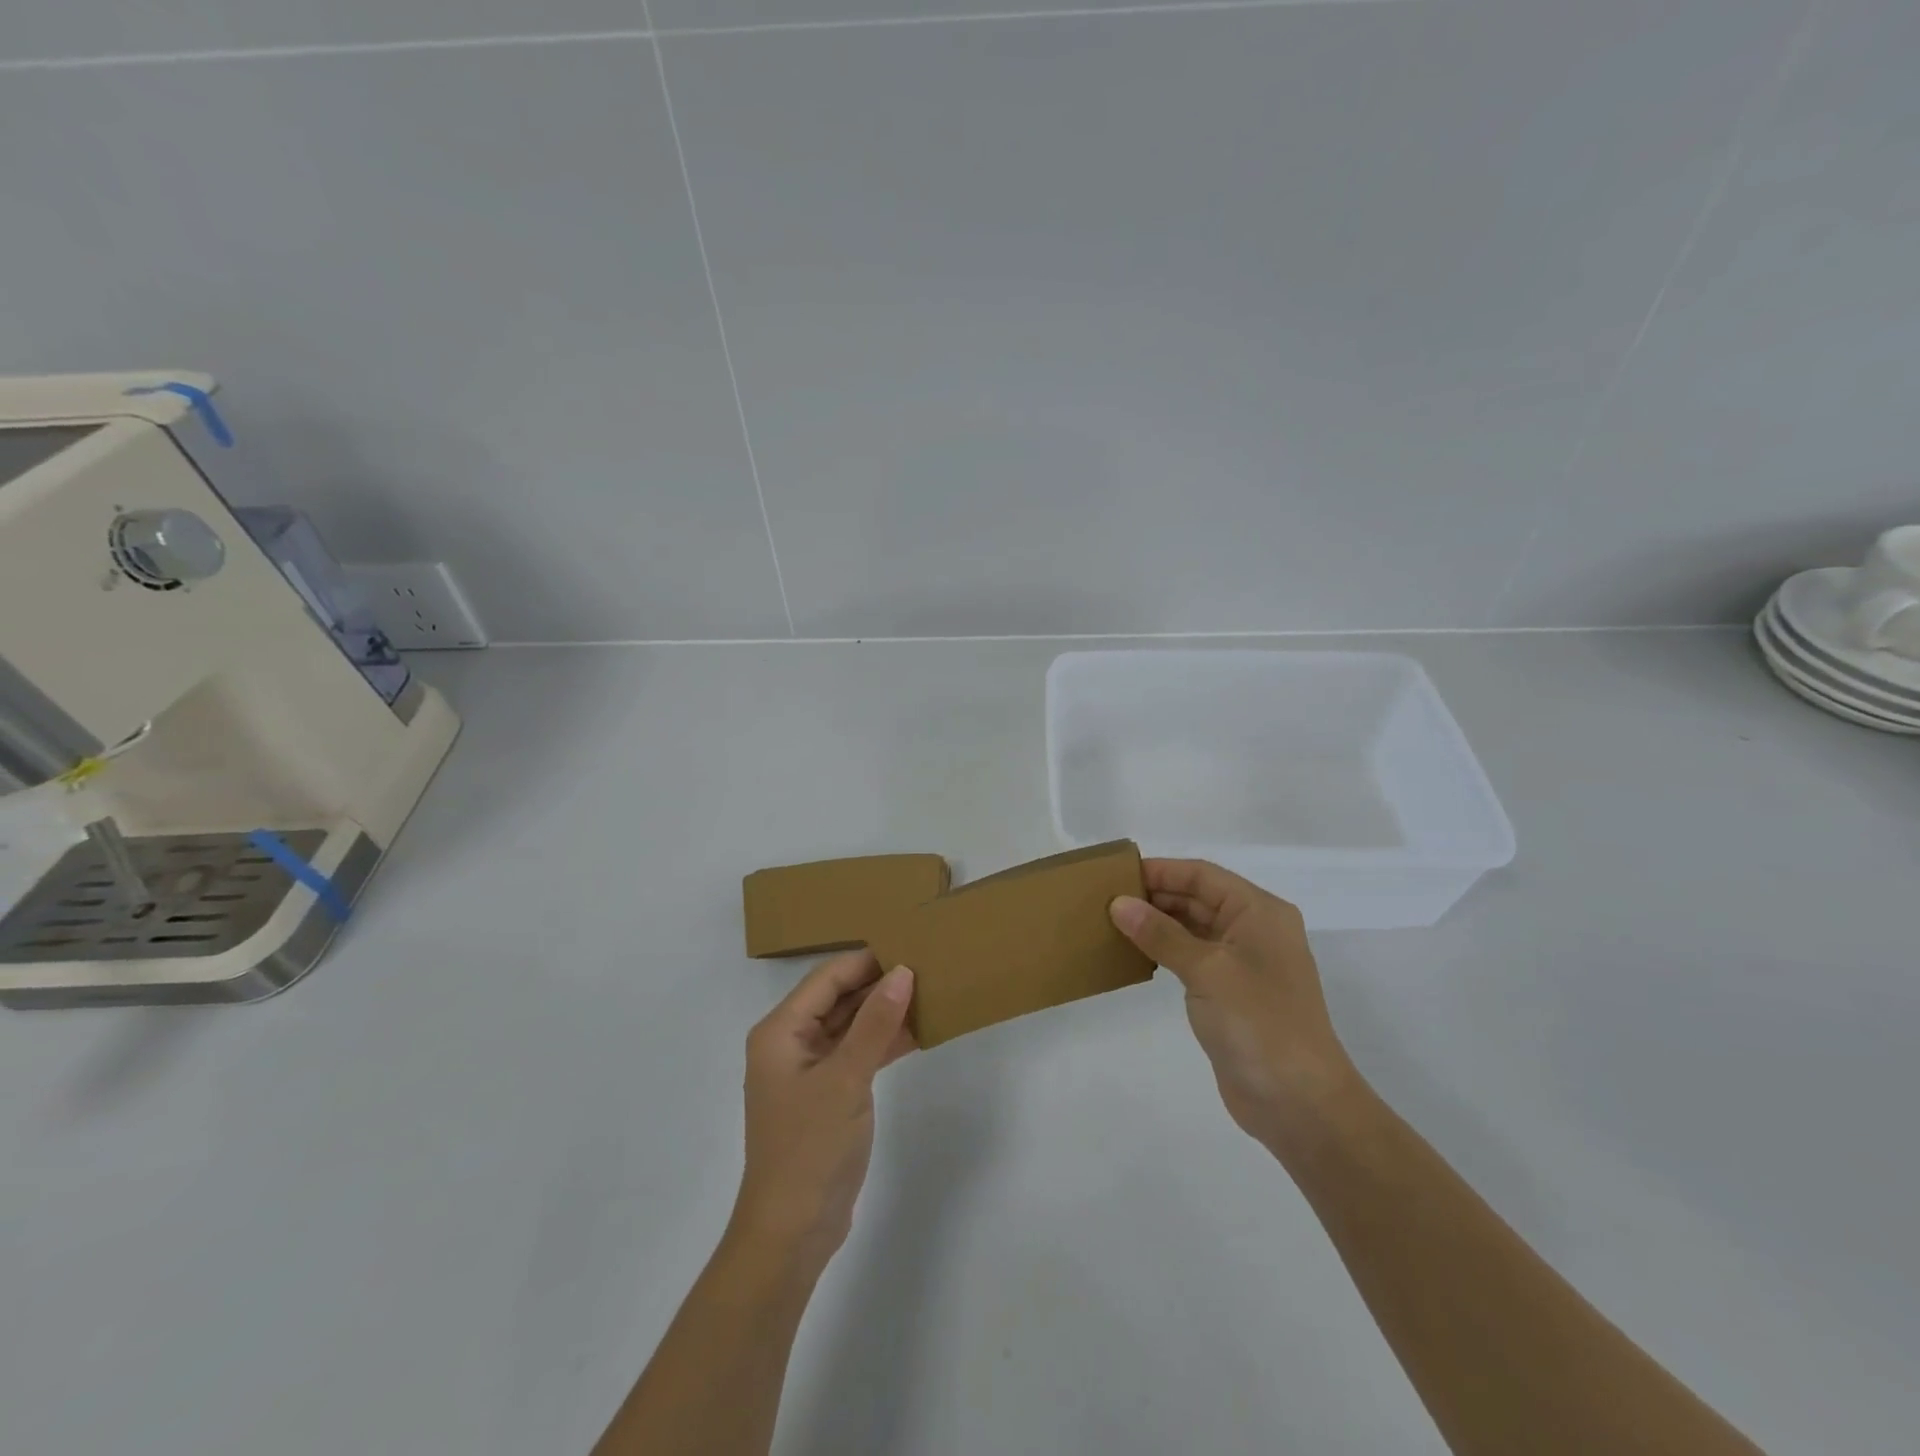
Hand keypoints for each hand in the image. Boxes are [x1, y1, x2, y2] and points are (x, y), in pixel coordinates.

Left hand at [730, 952, 915, 1276]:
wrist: (793, 1232)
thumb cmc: (810, 1146)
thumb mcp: (847, 1078)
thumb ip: (875, 1023)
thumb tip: (903, 971)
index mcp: (781, 1031)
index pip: (827, 978)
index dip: (867, 961)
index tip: (910, 945)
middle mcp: (790, 1043)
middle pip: (837, 998)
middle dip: (878, 984)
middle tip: (926, 965)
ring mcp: (809, 1070)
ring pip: (850, 1025)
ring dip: (884, 1013)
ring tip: (929, 991)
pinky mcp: (828, 1094)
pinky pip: (857, 1053)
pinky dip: (883, 1042)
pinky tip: (918, 1031)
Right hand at [1111, 859, 1360, 1153]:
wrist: (1299, 1102)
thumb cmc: (1259, 1022)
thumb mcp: (1207, 970)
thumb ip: (1161, 934)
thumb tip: (1119, 903)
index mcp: (1259, 912)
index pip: (1202, 875)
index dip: (1161, 871)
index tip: (1116, 873)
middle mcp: (1254, 930)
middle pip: (1198, 898)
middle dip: (1155, 896)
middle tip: (1105, 899)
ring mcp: (1244, 964)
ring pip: (1193, 928)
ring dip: (1157, 924)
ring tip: (1112, 923)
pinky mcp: (1231, 993)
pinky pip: (1192, 958)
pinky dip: (1165, 951)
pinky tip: (1135, 954)